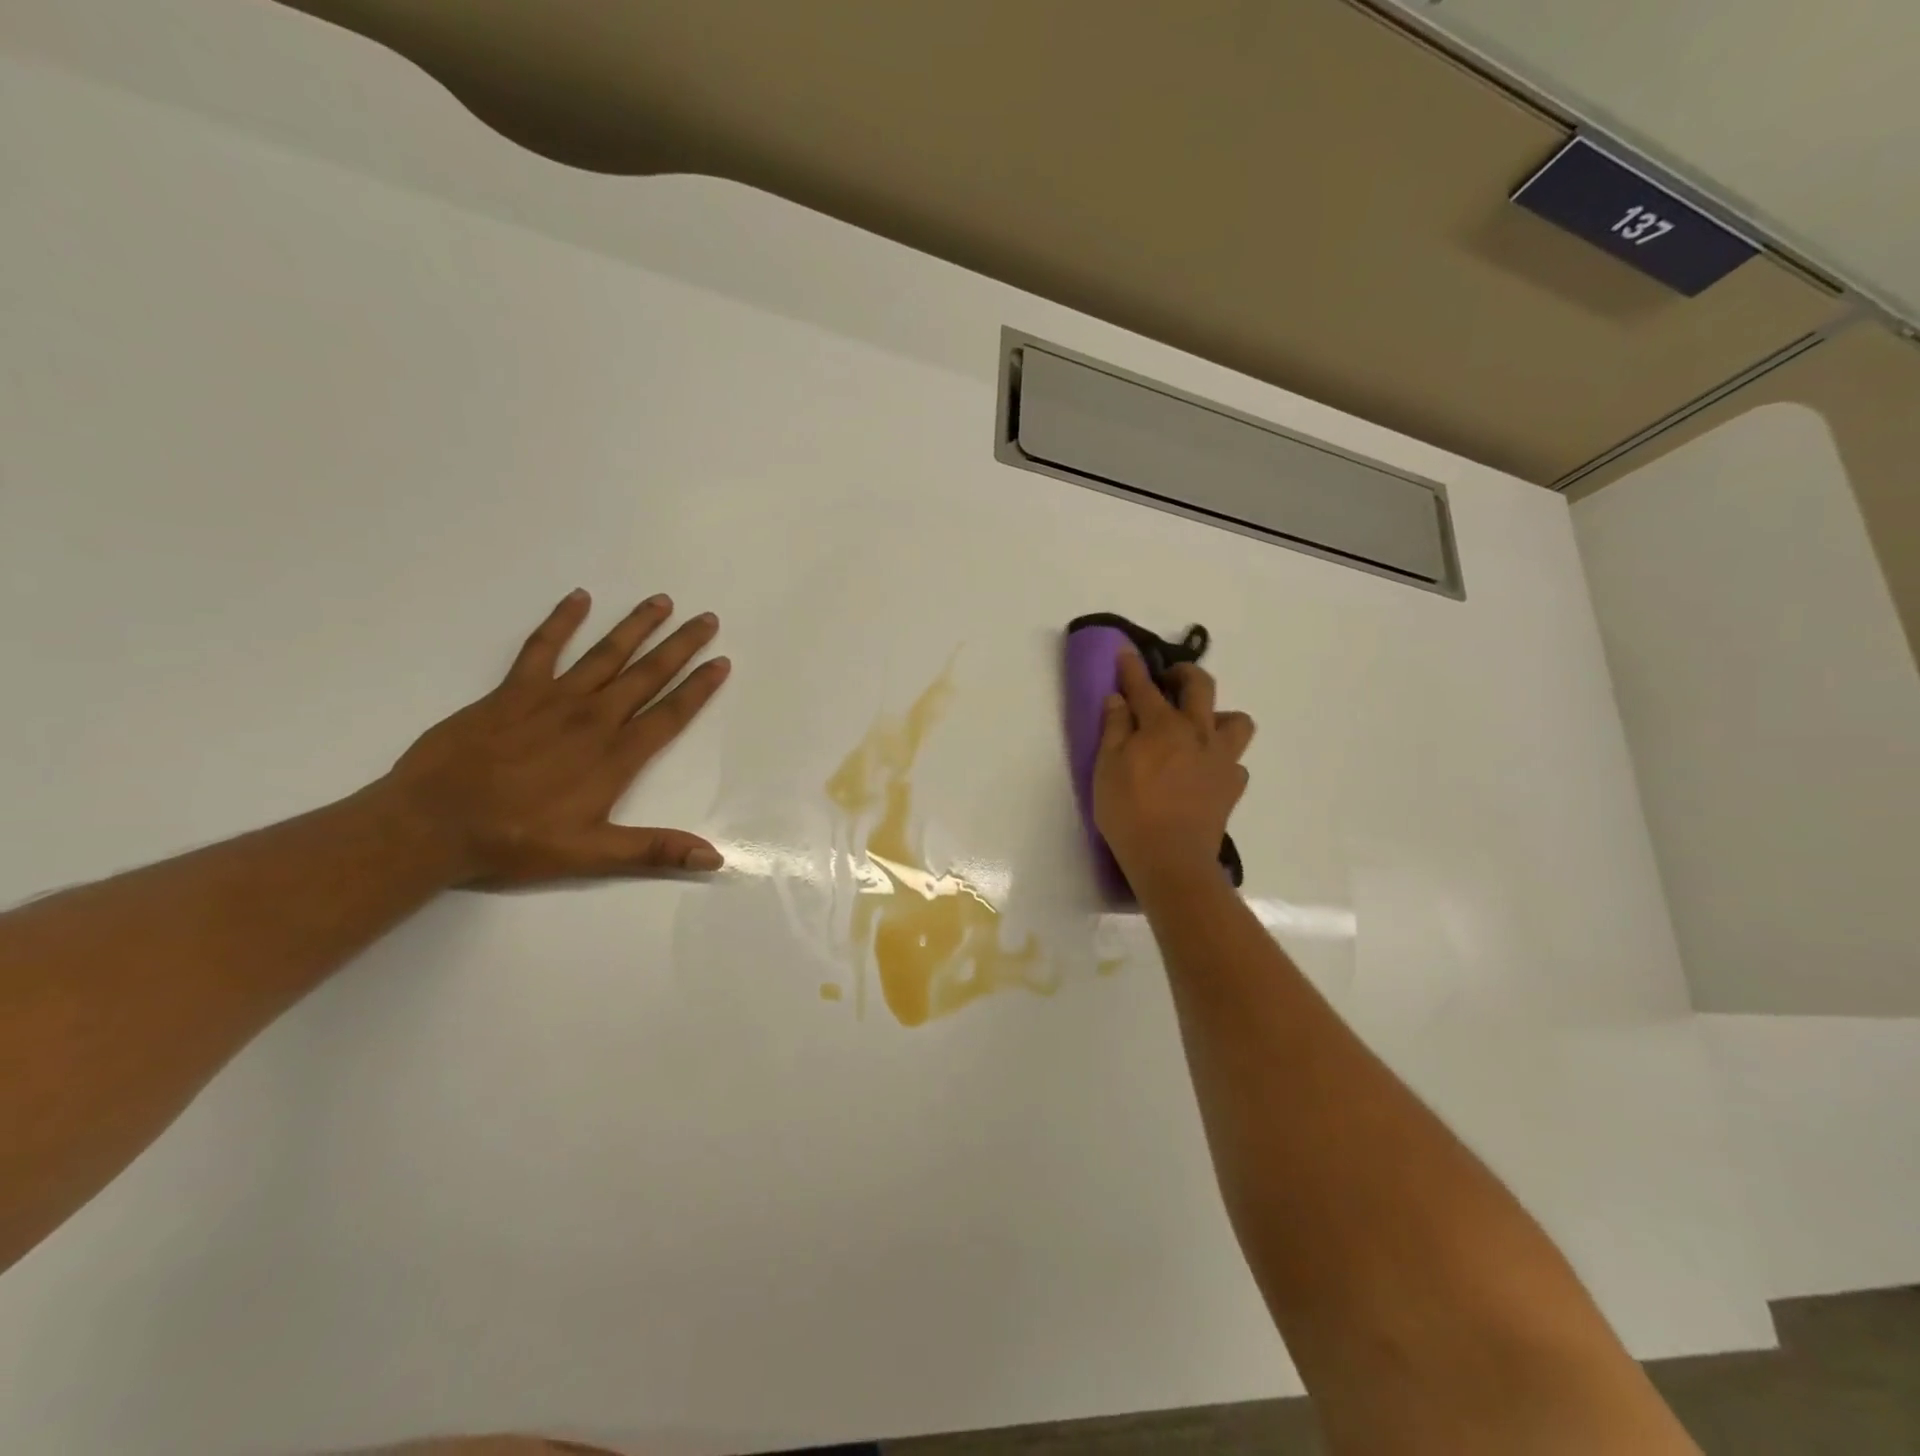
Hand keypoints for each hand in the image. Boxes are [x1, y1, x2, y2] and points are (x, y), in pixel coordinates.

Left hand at [385, 589, 729, 886]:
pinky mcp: (512, 691)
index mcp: (616, 755)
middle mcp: (593, 718)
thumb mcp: (592, 853)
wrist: (432, 823)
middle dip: (680, 646)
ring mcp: (552, 699)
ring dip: (636, 626)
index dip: (699, 687)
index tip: (722, 661)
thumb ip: (655, 850)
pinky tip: (580, 597)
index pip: (670, 713)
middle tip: (707, 618)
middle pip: (647, 674)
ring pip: (605, 654)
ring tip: (662, 600)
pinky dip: (561, 620)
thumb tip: (714, 858)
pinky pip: (542, 647)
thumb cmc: (516, 841)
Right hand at [1092, 649, 1254, 890]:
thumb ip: (1114, 729)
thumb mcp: (1106, 768)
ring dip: (1218, 715)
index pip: (1144, 687)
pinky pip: (1235, 762)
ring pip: (1236, 720)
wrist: (1171, 859)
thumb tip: (1118, 699)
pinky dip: (1222, 759)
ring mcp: (1221, 759)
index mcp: (1162, 726)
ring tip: (1199, 728)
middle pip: (1200, 687)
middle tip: (1168, 679)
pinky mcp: (1232, 786)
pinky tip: (1205, 771)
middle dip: (1183, 673)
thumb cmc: (1129, 812)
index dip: (1132, 667)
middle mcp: (1197, 733)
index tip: (1125, 651)